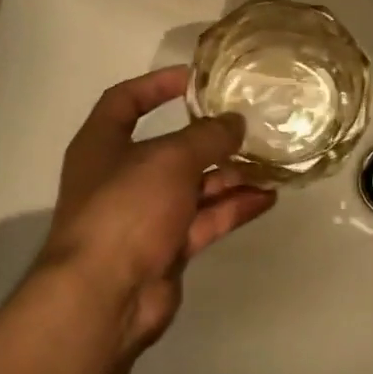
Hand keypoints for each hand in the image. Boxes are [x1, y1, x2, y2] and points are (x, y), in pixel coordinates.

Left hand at [40, 65, 276, 350]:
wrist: (106, 295)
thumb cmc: (127, 208)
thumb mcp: (170, 158)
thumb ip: (207, 136)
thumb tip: (235, 122)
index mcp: (103, 145)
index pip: (124, 102)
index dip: (156, 85)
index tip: (195, 79)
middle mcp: (121, 176)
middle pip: (170, 149)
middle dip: (209, 139)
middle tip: (249, 127)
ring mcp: (145, 215)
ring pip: (193, 187)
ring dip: (229, 175)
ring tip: (269, 164)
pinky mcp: (167, 247)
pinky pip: (205, 219)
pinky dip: (232, 208)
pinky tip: (267, 197)